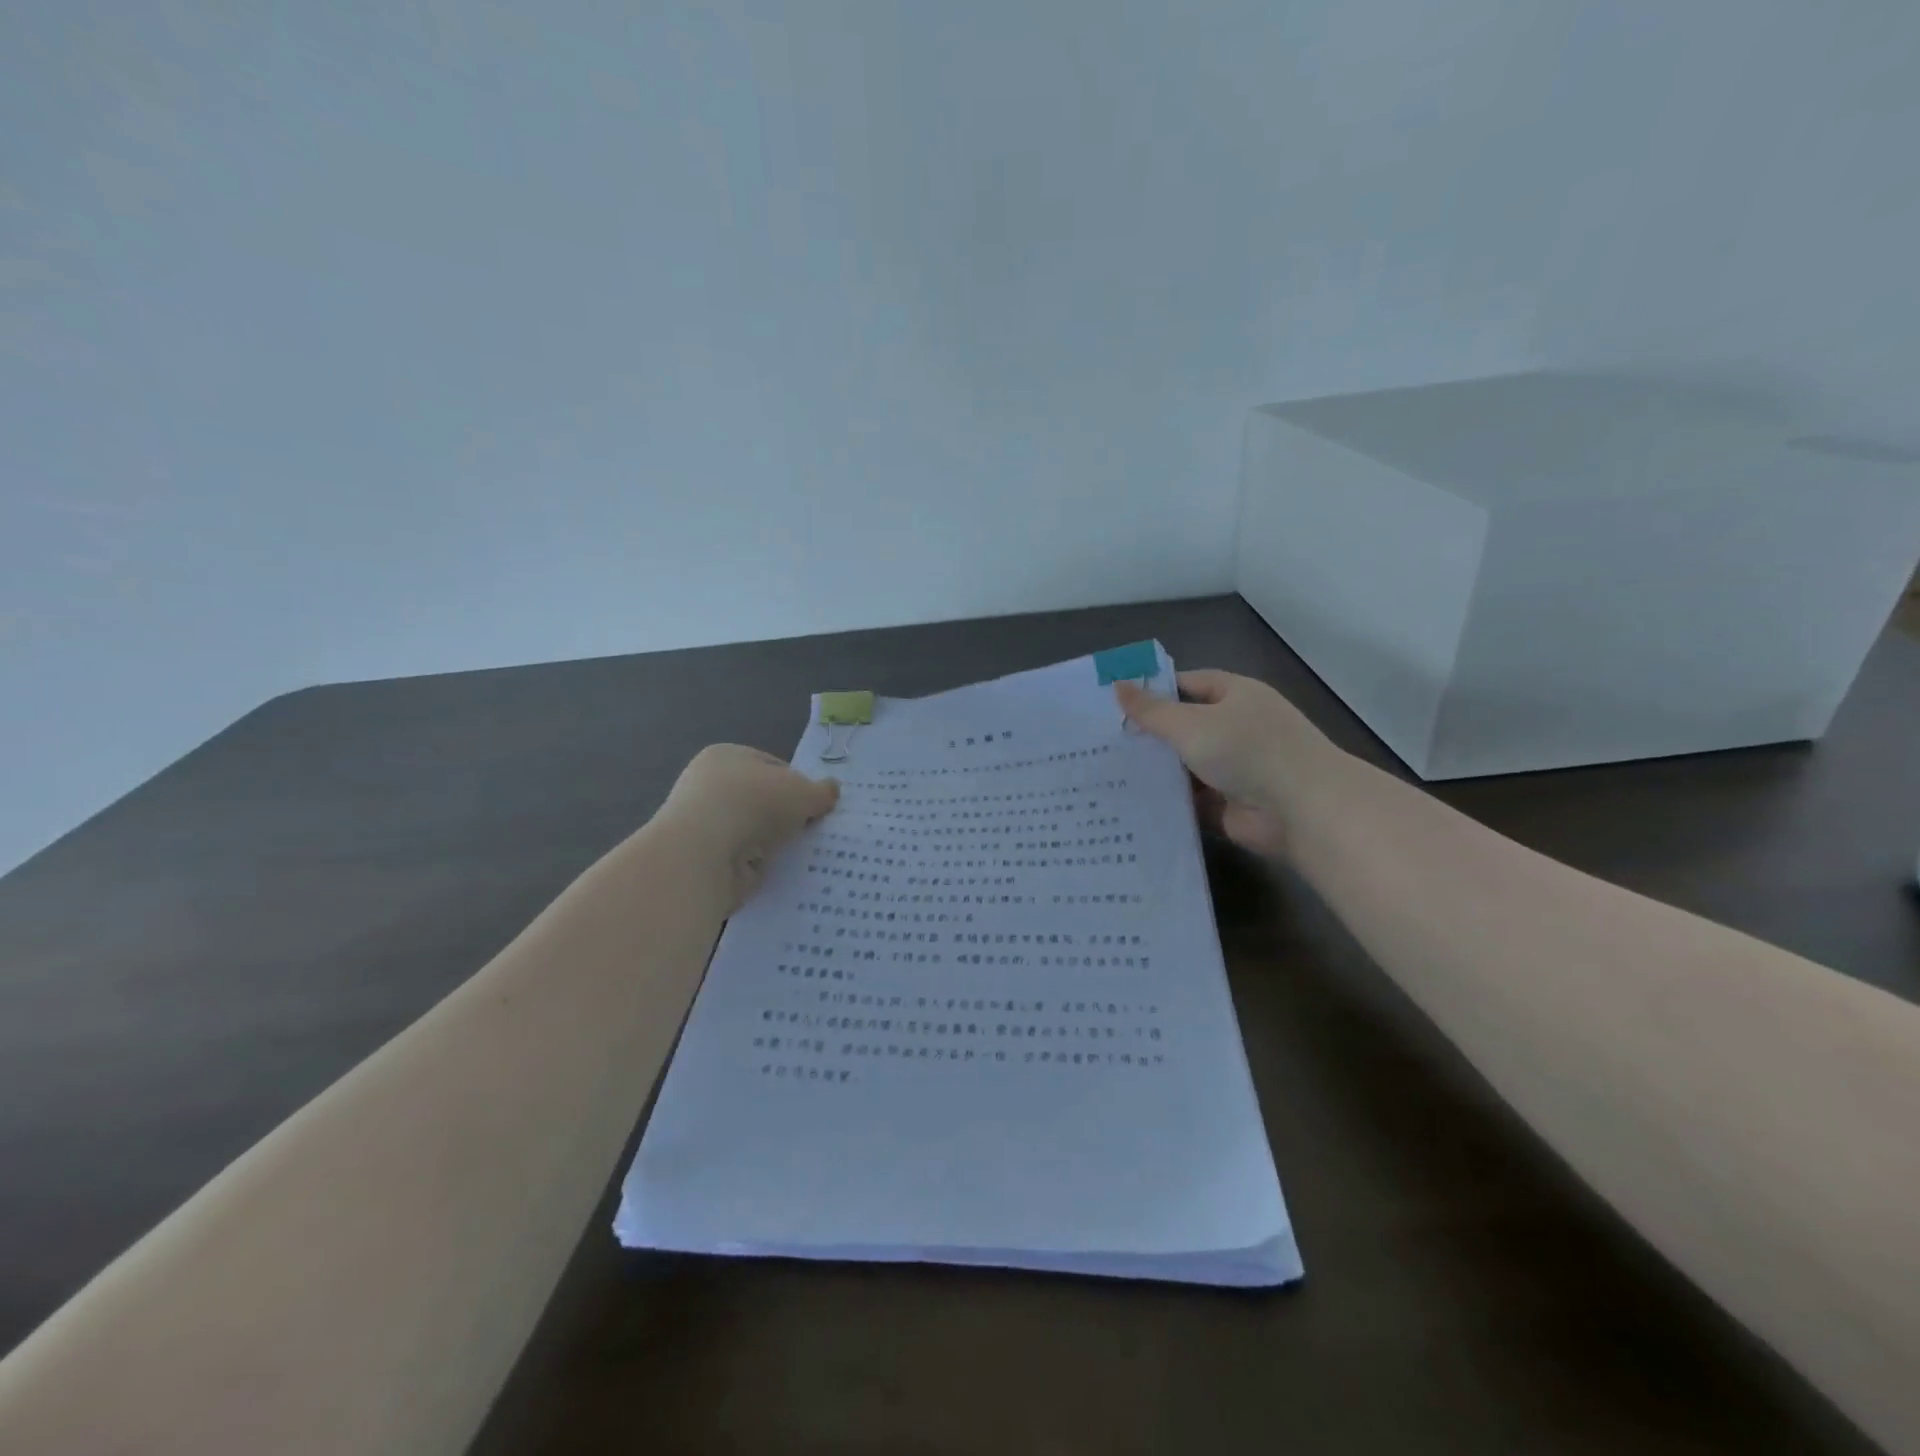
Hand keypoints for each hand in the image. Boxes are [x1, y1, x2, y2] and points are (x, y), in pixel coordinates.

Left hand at [654, 745, 839, 908]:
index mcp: (727, 756)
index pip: (773, 766)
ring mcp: (705, 823)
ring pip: (754, 831)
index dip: (799, 784)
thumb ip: (821, 791)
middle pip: (763, 799)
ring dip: (774, 842)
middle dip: (788, 816)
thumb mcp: (802, 791)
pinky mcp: (704, 858)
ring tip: (802, 854)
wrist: (703, 855)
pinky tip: (778, 871)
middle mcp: (710, 785)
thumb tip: (831, 790)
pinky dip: (760, 864)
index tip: (817, 805)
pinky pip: (743, 858)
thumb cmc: (753, 804)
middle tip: (815, 830)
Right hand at [1115, 670, 1335, 858]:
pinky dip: (1168, 800)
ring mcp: (1235, 767)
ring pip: (1185, 765)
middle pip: (1185, 726)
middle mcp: (1237, 728)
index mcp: (1236, 695)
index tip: (1115, 701)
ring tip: (1106, 771)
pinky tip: (1130, 801)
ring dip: (1156, 770)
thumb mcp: (1191, 724)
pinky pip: (1191, 798)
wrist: (1302, 810)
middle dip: (1149, 734)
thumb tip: (1117, 685)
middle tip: (1101, 739)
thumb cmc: (1247, 751)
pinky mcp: (1230, 803)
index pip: (1189, 684)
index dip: (1154, 690)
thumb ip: (1151, 711)